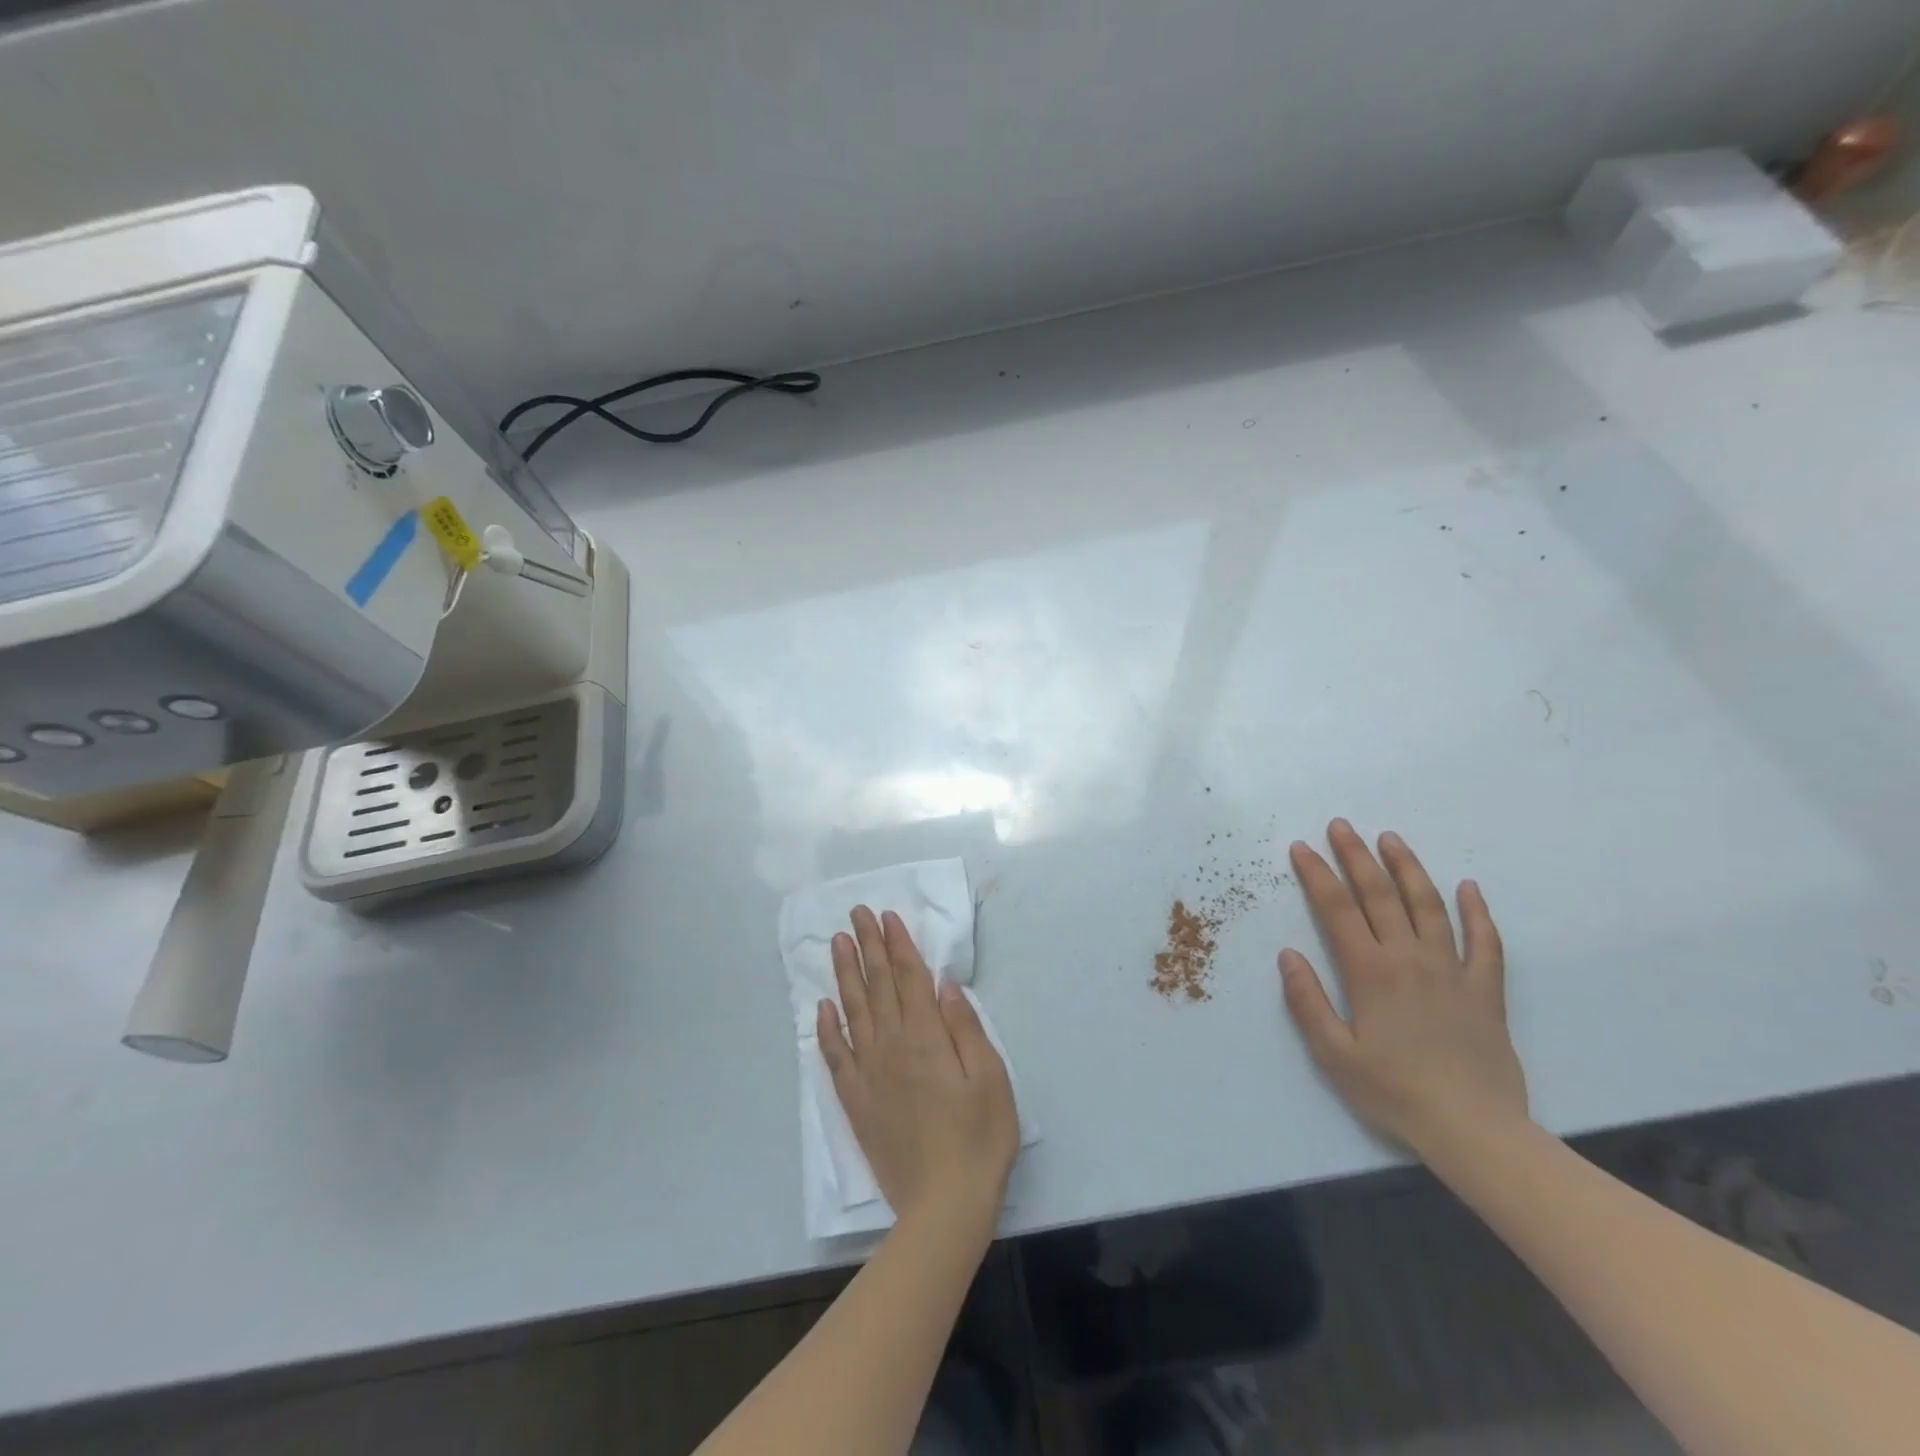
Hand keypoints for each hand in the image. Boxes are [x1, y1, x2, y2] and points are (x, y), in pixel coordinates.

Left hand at [819, 907, 1019, 1226]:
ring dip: (845, 974)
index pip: (909, 978)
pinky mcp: (856, 1101)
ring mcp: (869, 1073)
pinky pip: (835, 1056)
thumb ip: (964, 1026)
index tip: (886, 916)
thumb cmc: (979, 1138)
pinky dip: (827, 1029)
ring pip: (853, 1011)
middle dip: (869, 946)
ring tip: (838, 943)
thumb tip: (944, 984)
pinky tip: (822, 1008)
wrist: (943, 1205)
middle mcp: (892, 1046)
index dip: (898, 944)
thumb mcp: (990, 1077)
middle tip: (857, 914)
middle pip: (878, 985)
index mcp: (926, 1037)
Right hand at [1279, 820, 1527, 1154]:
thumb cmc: (1395, 1092)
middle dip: (1355, 856)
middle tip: (1340, 825)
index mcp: (1370, 972)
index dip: (1317, 874)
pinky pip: (1485, 942)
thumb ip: (1307, 1001)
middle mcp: (1410, 959)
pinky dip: (1477, 912)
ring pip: (1428, 905)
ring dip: (1407, 868)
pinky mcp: (1485, 989)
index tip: (1302, 848)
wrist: (1475, 1130)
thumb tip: (1288, 955)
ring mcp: (1452, 970)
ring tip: (1390, 839)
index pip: (1337, 909)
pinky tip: (1468, 888)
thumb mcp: (1334, 1054)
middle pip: (1379, 895)